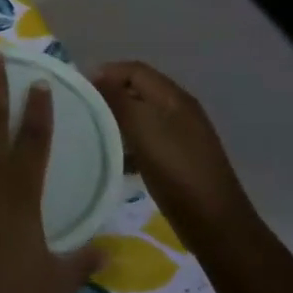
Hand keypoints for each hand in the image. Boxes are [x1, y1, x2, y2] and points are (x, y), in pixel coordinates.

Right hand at [93, 60, 250, 229]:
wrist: (214, 222)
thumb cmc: (176, 170)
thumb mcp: (143, 130)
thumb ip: (119, 100)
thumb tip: (96, 74)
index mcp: (174, 98)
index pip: (135, 70)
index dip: (106, 73)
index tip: (78, 89)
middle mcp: (180, 110)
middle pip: (139, 90)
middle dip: (110, 95)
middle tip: (81, 110)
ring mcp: (181, 135)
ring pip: (142, 116)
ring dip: (117, 119)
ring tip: (91, 132)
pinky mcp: (178, 158)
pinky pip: (147, 139)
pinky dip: (129, 142)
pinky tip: (115, 158)